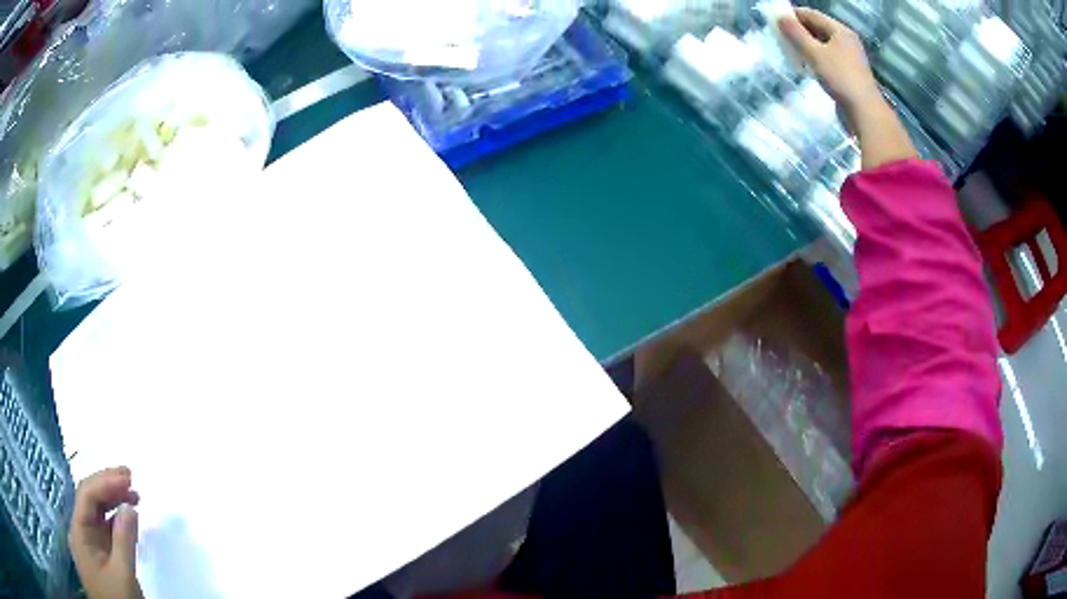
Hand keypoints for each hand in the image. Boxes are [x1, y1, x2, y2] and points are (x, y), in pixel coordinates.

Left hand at [69, 467, 143, 598]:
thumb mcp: (122, 574)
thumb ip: (124, 540)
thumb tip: (129, 506)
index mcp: (79, 531)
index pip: (87, 495)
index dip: (105, 481)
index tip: (128, 476)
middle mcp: (81, 531)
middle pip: (90, 499)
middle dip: (108, 486)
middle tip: (130, 477)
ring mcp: (90, 543)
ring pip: (98, 514)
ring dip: (113, 501)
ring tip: (133, 495)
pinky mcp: (100, 555)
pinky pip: (105, 530)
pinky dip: (116, 520)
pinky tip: (128, 519)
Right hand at [778, 8, 881, 114]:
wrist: (864, 112)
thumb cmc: (841, 78)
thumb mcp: (815, 53)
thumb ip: (796, 34)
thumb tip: (780, 18)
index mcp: (840, 31)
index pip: (811, 14)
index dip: (793, 15)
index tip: (776, 22)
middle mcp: (846, 40)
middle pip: (818, 28)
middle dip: (799, 31)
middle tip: (781, 38)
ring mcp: (849, 57)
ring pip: (822, 44)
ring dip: (806, 46)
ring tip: (791, 52)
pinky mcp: (849, 73)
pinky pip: (828, 58)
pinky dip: (815, 58)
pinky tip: (806, 66)